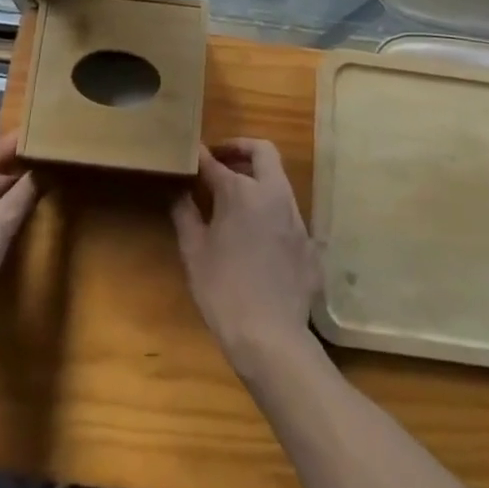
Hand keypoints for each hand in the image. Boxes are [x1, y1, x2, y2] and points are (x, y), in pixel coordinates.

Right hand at [171, 141, 321, 378]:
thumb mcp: (194, 252)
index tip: (191, 154)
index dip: (201, 156)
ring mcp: (295, 217)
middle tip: (220, 161)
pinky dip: (270, 210)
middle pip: (262, 151)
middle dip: (240, 149)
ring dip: (257, 178)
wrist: (272, 338)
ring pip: (279, 179)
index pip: (215, 162)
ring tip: (235, 196)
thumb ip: (185, 213)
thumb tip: (180, 190)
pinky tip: (257, 235)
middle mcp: (272, 193)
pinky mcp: (308, 242)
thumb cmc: (223, 291)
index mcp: (241, 191)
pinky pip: (288, 213)